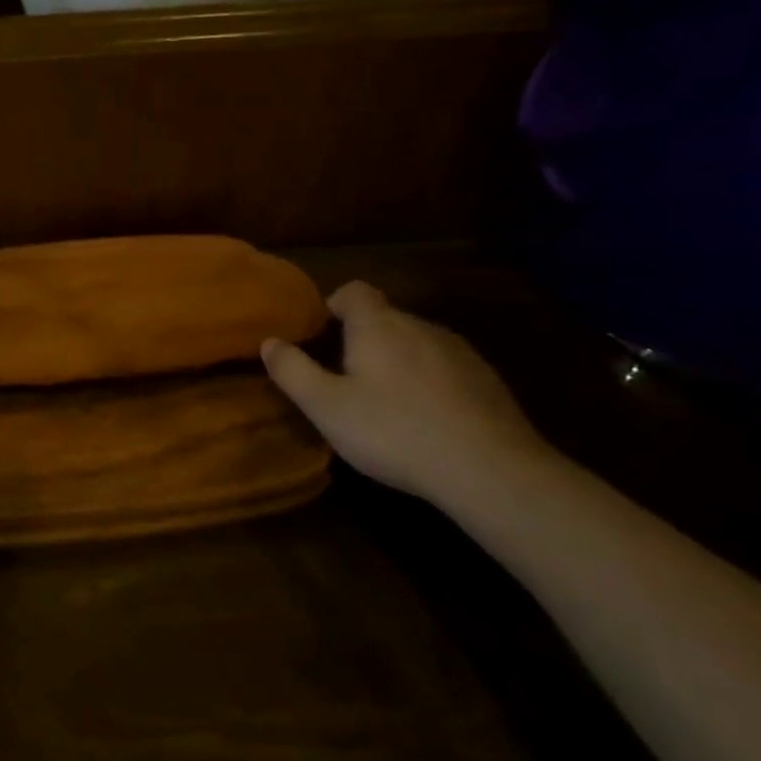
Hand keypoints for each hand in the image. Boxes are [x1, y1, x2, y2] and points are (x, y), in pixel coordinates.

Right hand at [262, 281, 558, 510]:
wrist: (491, 470)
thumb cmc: (394, 431)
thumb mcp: (326, 407)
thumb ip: (292, 370)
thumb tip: (269, 342)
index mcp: (378, 325)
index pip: (354, 291)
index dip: (334, 306)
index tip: (322, 336)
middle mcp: (419, 326)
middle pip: (385, 318)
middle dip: (363, 339)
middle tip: (346, 380)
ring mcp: (459, 351)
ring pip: (416, 343)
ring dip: (398, 361)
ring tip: (387, 404)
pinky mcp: (488, 380)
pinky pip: (446, 368)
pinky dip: (430, 383)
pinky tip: (427, 420)